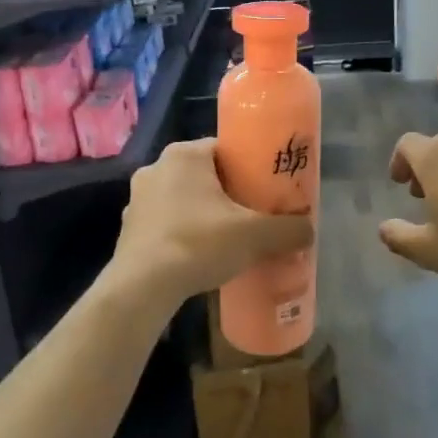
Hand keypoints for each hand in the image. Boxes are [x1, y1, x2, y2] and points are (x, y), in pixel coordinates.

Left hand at [109, 139, 315, 310]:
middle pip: (204, 174)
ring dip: (202, 214)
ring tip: (227, 239)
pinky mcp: (129, 229)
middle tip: (252, 215)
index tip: (265, 189)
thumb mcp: (255, 236)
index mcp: (185, 155)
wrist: (143, 287)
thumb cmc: (199, 244)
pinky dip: (182, 234)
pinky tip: (199, 257)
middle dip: (227, 193)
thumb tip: (308, 231)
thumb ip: (288, 230)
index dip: (249, 168)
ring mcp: (137, 199)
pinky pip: (165, 224)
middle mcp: (156, 168)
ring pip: (182, 199)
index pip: (225, 150)